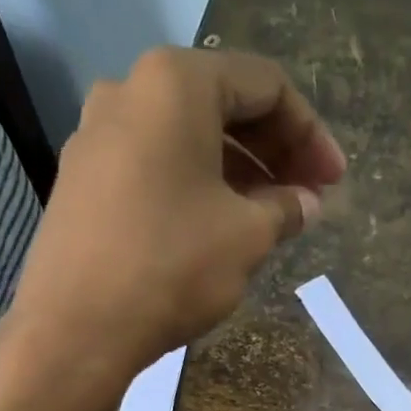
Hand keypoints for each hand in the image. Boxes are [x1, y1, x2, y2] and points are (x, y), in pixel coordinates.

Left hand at [6, 47, 344, 387]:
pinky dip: (195, 186)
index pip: (265, 85)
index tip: (334, 182)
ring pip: (186, 138)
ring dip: (236, 171)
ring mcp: (96, 135)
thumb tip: (306, 203)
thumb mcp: (247, 237)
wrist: (77, 327)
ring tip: (268, 217)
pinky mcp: (82, 180)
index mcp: (176, 82)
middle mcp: (129, 90)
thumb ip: (285, 209)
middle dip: (273, 150)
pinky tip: (216, 226)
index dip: (310, 133)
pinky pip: (154, 166)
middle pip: (221, 104)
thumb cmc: (172, 266)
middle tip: (308, 196)